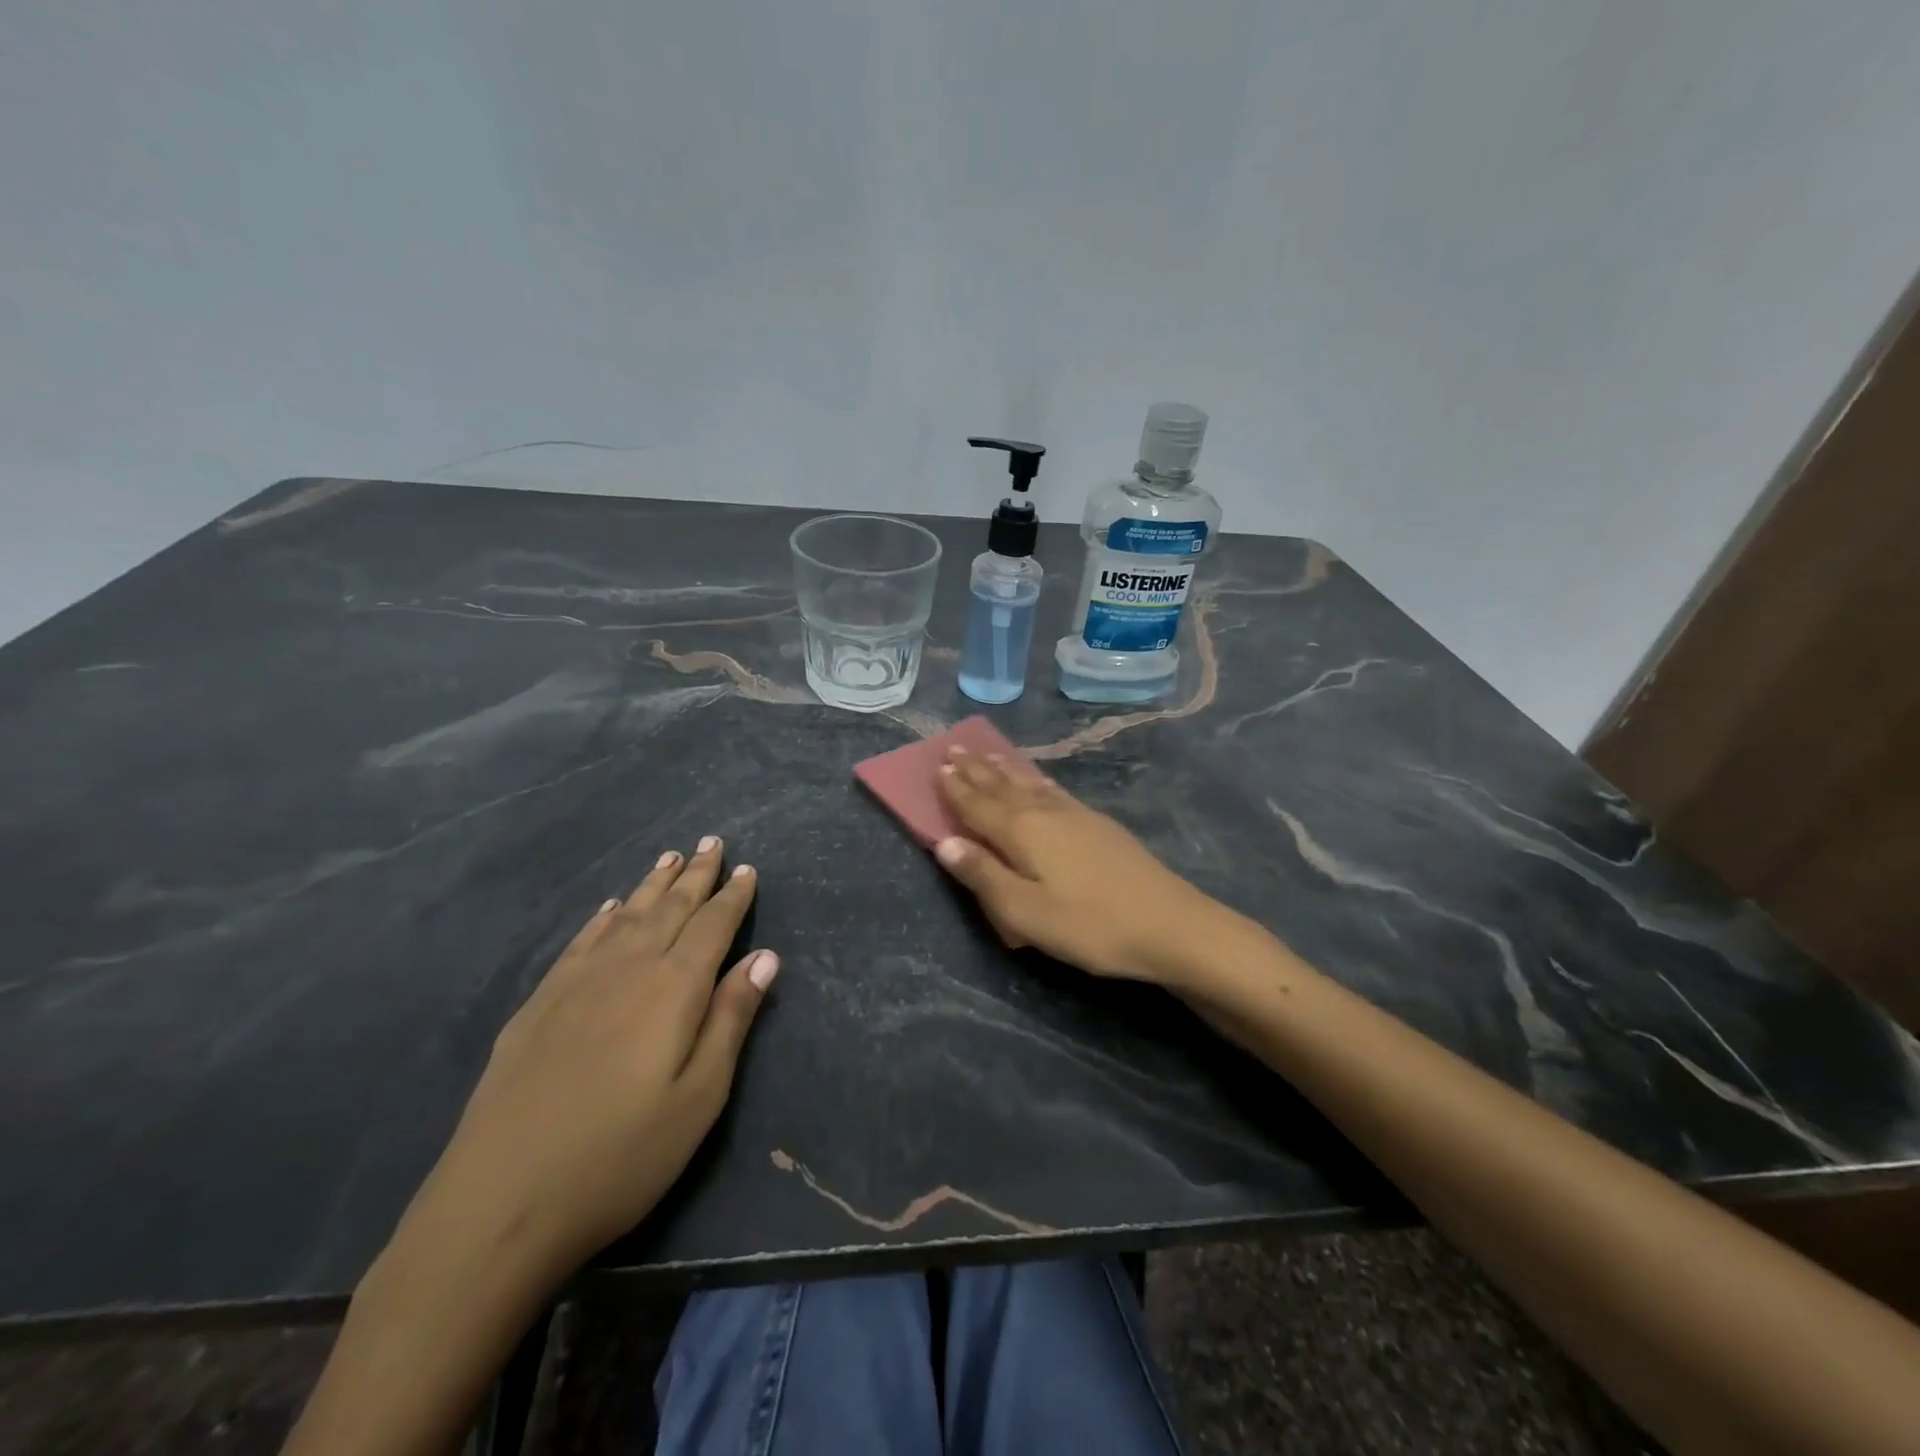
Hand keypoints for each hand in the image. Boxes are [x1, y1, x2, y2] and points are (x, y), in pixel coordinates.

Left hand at [395, 837, 780, 1288]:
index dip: (733, 896)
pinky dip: (602, 918)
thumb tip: (765, 957)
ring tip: (670, 858)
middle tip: (712, 842)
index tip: (746, 868)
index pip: (713, 926)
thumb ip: (731, 1019)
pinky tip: (610, 909)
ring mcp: (576, 984)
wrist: (498, 1204)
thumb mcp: (700, 1096)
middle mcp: (627, 969)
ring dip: (652, 885)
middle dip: (696, 875)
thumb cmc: (621, 1155)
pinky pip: (581, 942)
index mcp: (673, 988)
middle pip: (670, 909)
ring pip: (626, 916)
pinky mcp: (539, 1006)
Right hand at [932, 747, 1227, 986]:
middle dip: (976, 770)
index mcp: (1022, 833)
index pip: (978, 806)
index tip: (937, 767)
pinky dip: (1037, 781)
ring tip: (988, 754)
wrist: (1169, 924)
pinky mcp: (1099, 824)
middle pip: (1002, 787)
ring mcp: (1076, 815)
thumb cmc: (1090, 925)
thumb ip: (983, 876)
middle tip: (954, 750)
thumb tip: (944, 842)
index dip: (956, 789)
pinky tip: (1038, 781)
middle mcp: (1045, 813)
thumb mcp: (1025, 913)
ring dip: (1004, 770)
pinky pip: (1055, 790)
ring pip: (1029, 784)